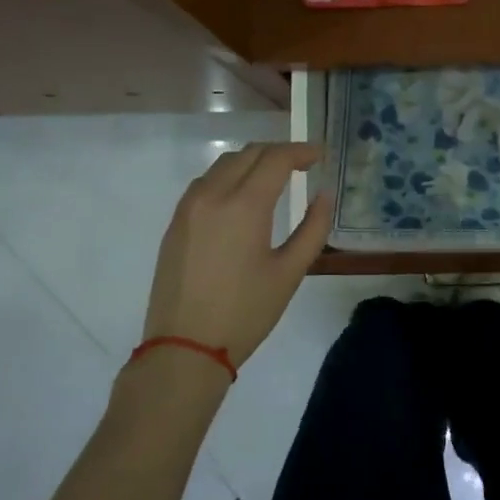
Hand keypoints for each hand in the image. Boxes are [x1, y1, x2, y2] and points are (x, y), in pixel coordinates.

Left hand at [142, 142, 333, 369]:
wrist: (184, 348)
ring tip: (274, 176)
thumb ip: (313, 228)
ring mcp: (188, 207)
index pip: (276, 159)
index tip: (320, 155)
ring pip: (224, 164)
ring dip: (252, 161)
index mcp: (244, 205)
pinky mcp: (175, 222)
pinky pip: (205, 183)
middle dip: (278, 152)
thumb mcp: (289, 273)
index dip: (301, 151)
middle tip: (303, 164)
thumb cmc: (245, 313)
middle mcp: (213, 195)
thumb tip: (324, 195)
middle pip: (249, 153)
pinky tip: (241, 196)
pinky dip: (229, 176)